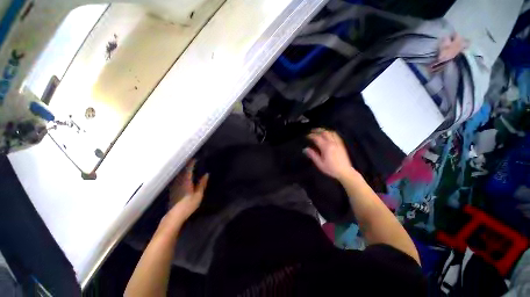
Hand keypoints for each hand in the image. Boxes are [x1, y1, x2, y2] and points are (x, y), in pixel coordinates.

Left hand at [163, 160, 208, 226]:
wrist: (174, 216)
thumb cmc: (188, 205)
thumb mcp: (198, 195)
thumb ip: (202, 184)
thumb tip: (206, 174)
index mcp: (185, 181)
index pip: (188, 169)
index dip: (191, 163)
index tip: (195, 158)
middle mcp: (178, 181)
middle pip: (182, 170)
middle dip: (186, 165)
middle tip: (192, 161)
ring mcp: (174, 185)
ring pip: (178, 174)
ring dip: (183, 169)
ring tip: (188, 166)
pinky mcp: (172, 190)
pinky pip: (176, 178)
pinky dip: (180, 174)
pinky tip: (182, 175)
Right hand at [304, 129, 356, 179]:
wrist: (345, 172)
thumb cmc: (331, 169)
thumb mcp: (319, 163)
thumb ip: (312, 155)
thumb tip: (305, 149)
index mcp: (326, 147)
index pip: (317, 138)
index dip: (311, 136)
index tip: (307, 136)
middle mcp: (332, 143)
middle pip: (324, 132)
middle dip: (317, 130)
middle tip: (312, 131)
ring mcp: (338, 143)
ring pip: (331, 132)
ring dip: (324, 130)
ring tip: (319, 131)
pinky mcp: (342, 144)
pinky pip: (336, 135)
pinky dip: (331, 132)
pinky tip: (328, 134)